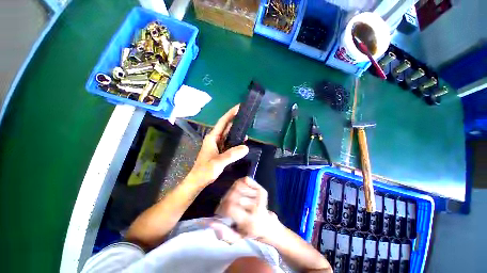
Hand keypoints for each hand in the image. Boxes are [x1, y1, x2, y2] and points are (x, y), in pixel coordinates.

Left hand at [188, 105, 248, 186]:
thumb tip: (246, 147)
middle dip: (235, 120)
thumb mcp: (218, 162)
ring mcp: (218, 145)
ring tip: (247, 125)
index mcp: (213, 137)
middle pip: (226, 126)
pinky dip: (236, 140)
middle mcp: (215, 138)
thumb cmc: (205, 171)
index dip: (230, 113)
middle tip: (246, 115)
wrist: (198, 181)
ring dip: (237, 130)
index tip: (239, 107)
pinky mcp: (220, 150)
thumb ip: (231, 154)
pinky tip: (243, 140)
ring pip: (228, 134)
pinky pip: (229, 142)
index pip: (223, 122)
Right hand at [214, 177, 280, 240]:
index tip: (221, 211)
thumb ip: (223, 233)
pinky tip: (240, 190)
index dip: (221, 207)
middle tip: (226, 205)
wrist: (266, 224)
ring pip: (238, 186)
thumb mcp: (235, 237)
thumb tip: (210, 223)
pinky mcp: (261, 189)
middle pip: (233, 195)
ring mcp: (260, 197)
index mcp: (250, 222)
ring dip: (231, 191)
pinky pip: (246, 180)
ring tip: (233, 198)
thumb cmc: (248, 231)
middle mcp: (256, 208)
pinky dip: (240, 183)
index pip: (230, 207)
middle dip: (225, 199)